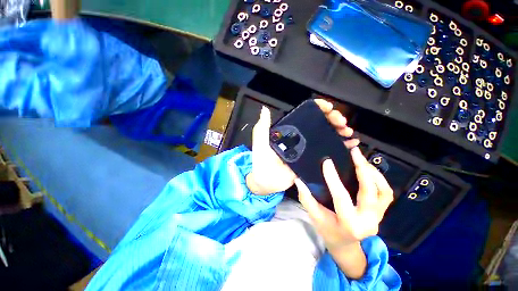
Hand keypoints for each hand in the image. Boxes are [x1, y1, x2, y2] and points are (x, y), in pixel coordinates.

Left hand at [246, 99, 358, 194]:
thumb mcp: (260, 141)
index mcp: (290, 131)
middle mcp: (300, 138)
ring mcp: (308, 149)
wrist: (265, 181)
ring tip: (347, 131)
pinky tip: (351, 143)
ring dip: (339, 131)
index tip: (328, 107)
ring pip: (326, 136)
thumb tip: (264, 109)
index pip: (305, 115)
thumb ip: (262, 127)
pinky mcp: (312, 161)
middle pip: (320, 124)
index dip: (318, 109)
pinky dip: (341, 146)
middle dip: (333, 119)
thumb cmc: (261, 160)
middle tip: (341, 121)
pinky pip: (328, 152)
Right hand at [294, 147, 393, 249]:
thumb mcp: (315, 217)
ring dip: (374, 173)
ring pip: (384, 192)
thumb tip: (298, 180)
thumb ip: (306, 199)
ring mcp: (378, 218)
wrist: (346, 245)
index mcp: (348, 224)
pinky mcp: (381, 213)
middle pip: (370, 192)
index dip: (333, 178)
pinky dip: (379, 179)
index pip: (341, 197)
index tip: (327, 161)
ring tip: (362, 159)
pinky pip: (386, 194)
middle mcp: (367, 221)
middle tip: (354, 153)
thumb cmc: (328, 231)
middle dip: (363, 169)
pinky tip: (368, 170)